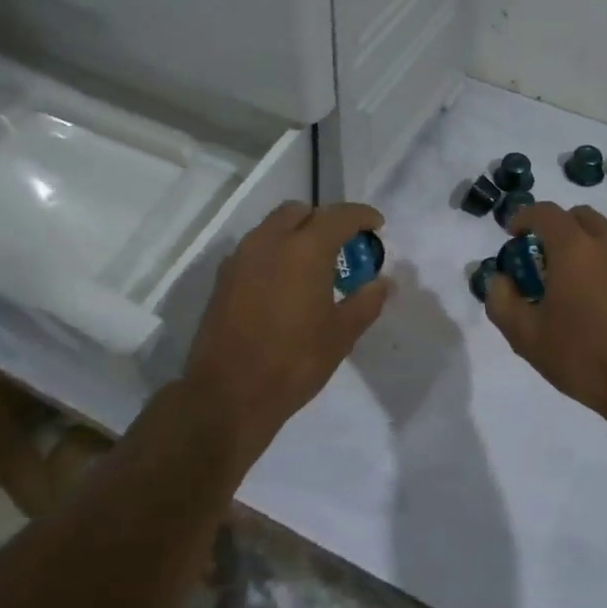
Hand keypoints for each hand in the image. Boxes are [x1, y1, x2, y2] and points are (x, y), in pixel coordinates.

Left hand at [182, 202, 392, 451]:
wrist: (227, 395)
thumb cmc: (293, 362)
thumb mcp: (341, 335)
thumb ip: (366, 301)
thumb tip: (383, 283)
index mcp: (304, 249)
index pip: (338, 216)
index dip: (361, 216)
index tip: (377, 225)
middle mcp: (269, 242)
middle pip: (300, 212)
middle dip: (324, 220)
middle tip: (343, 246)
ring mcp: (241, 258)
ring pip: (273, 227)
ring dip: (297, 233)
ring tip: (314, 265)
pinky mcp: (223, 278)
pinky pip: (255, 249)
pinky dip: (275, 252)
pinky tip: (285, 283)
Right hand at [485, 202, 606, 424]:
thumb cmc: (583, 356)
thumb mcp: (526, 336)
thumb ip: (502, 301)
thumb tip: (500, 279)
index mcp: (574, 249)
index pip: (545, 213)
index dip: (524, 217)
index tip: (512, 234)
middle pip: (578, 216)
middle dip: (555, 226)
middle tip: (540, 256)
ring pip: (604, 234)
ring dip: (582, 242)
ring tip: (568, 278)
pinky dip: (603, 261)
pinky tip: (597, 297)